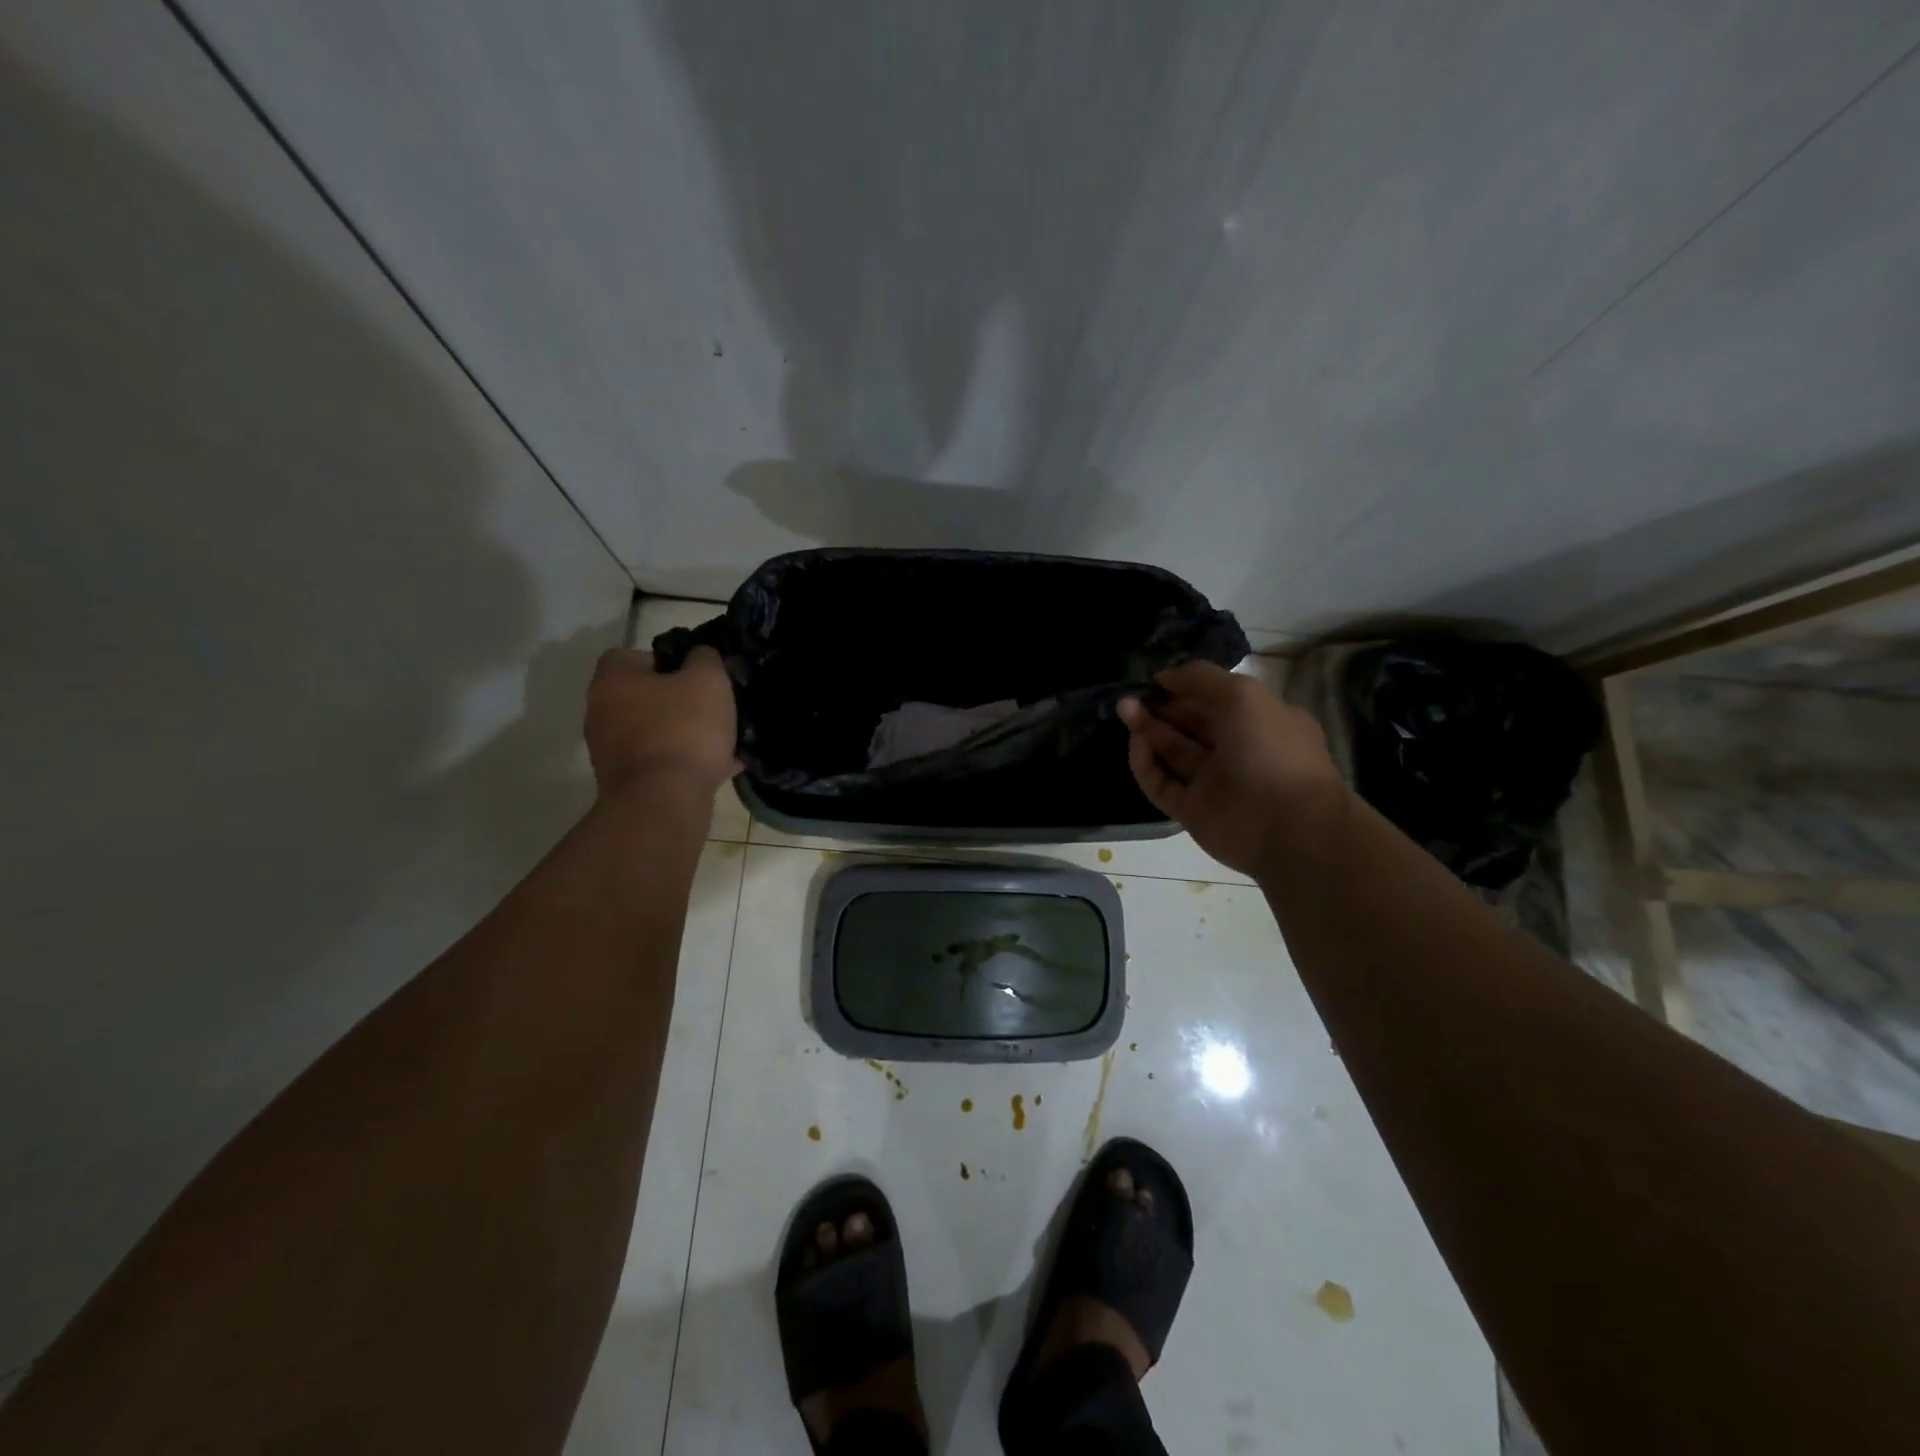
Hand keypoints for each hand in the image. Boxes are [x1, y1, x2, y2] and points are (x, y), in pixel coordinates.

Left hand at [585, 646, 737, 798]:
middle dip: (679, 700)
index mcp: (613, 680)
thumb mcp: (708, 680)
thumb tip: (699, 655)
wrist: (663, 802)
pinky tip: (719, 767)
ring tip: (722, 741)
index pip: (633, 655)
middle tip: (713, 706)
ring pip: (655, 730)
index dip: (668, 660)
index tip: (697, 674)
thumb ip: (705, 658)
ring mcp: (608, 750)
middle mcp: (600, 711)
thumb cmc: (684, 730)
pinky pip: (660, 761)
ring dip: (684, 733)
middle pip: (644, 695)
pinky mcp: (624, 782)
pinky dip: (684, 761)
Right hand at [1118, 661, 1347, 876]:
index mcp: (1260, 722)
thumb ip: (1200, 678)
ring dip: (1147, 729)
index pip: (1216, 700)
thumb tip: (1163, 676)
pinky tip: (1135, 743)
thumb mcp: (1242, 694)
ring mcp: (1213, 784)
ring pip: (1173, 751)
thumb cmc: (1270, 750)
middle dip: (1161, 707)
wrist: (1287, 827)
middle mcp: (1237, 751)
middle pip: (1190, 725)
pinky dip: (1146, 763)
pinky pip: (1162, 783)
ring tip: (1123, 708)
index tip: (1156, 679)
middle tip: (1130, 694)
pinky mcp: (1191, 811)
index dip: (1186, 688)